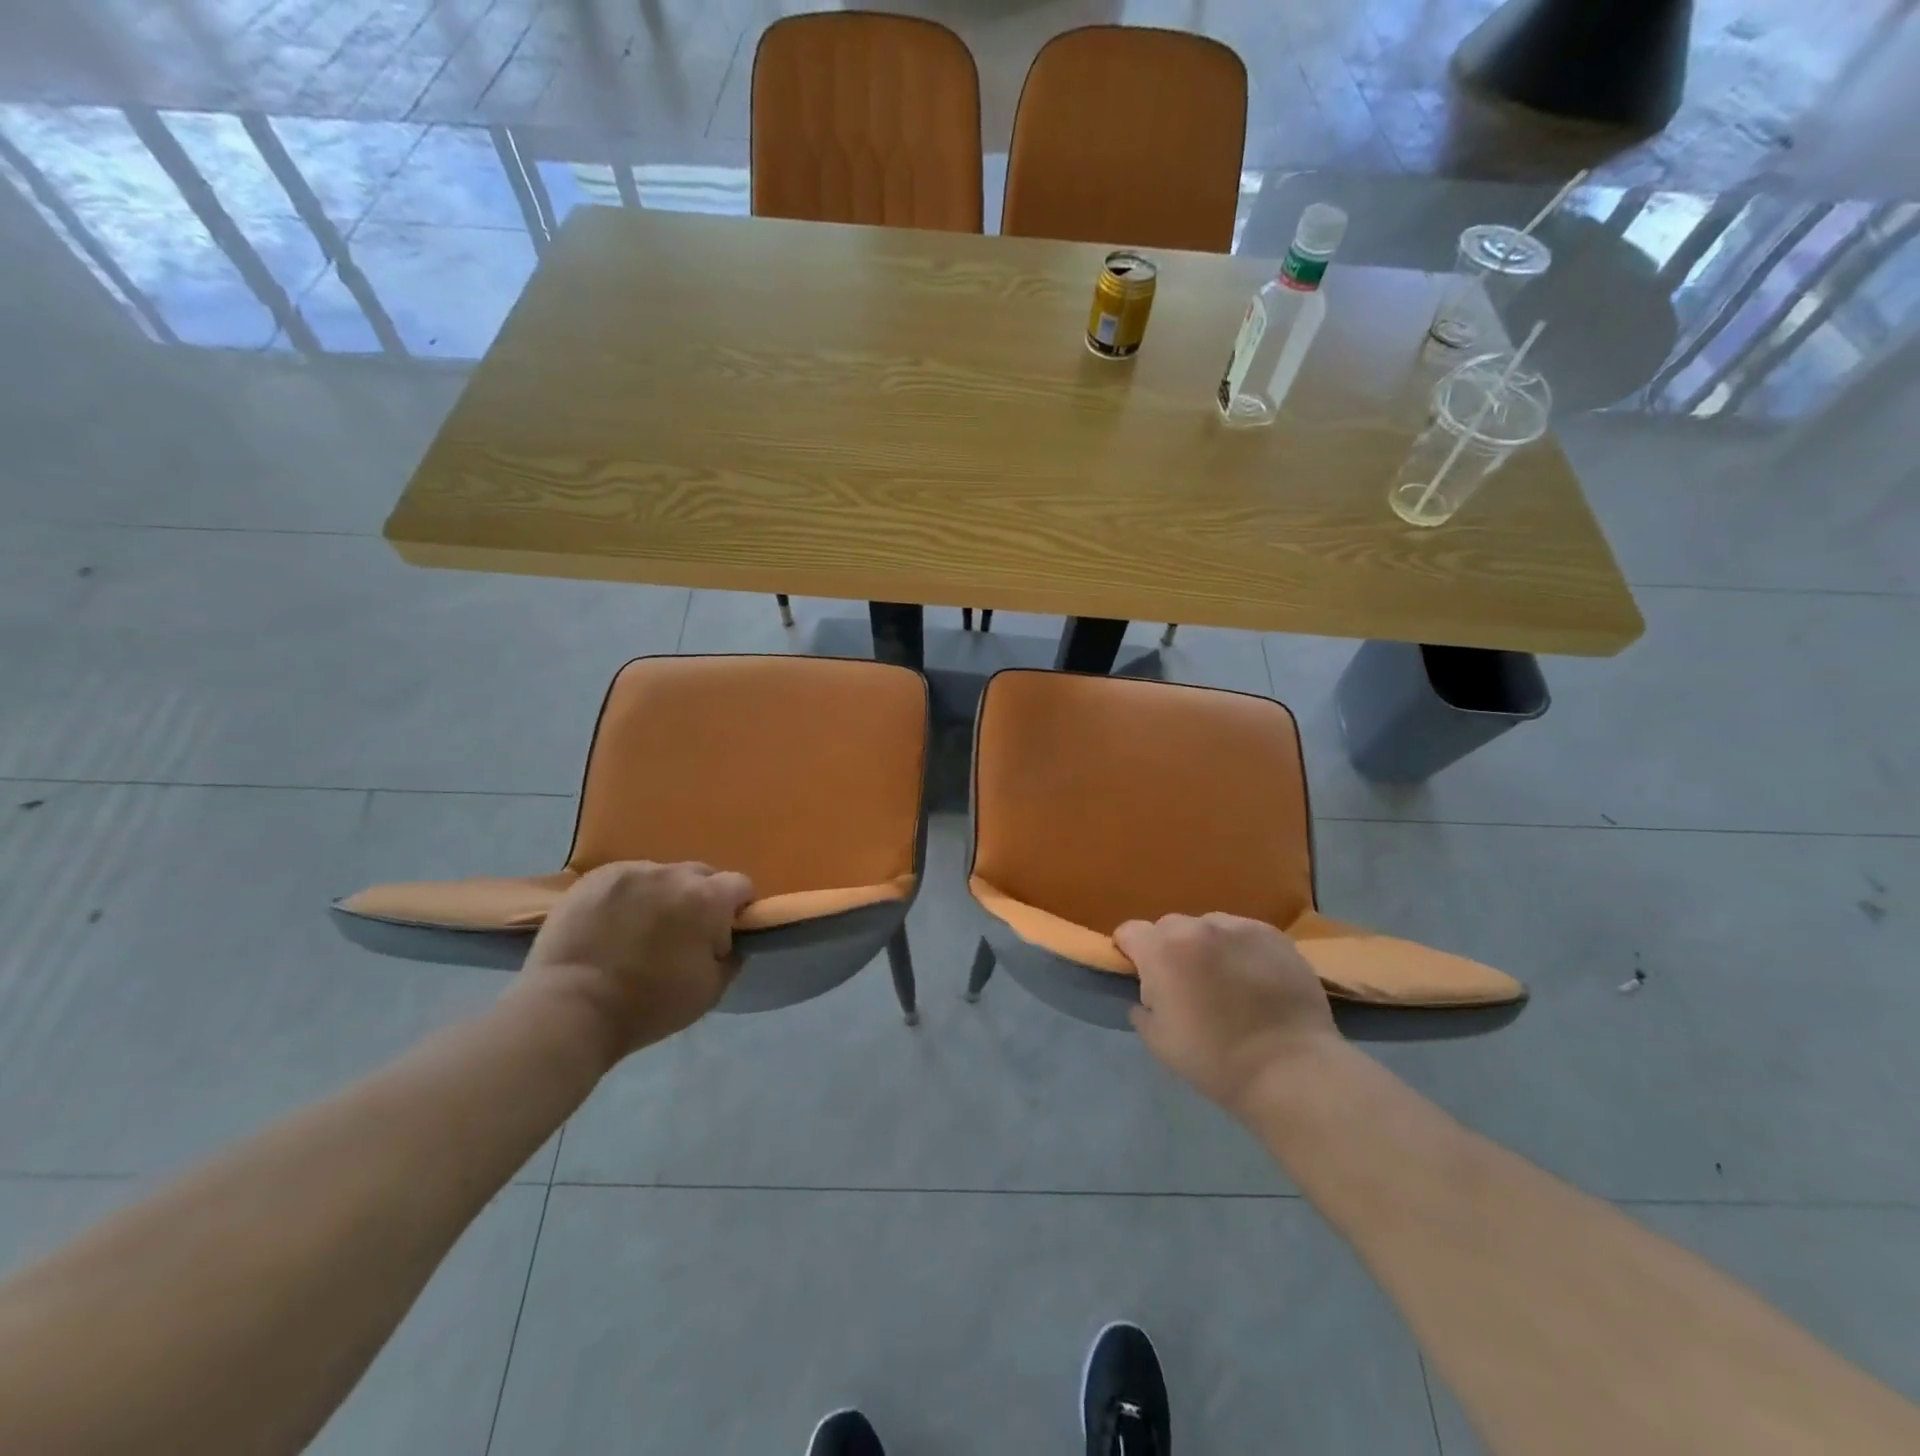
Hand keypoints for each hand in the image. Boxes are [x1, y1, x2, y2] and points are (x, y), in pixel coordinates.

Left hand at [517, 861, 755, 1061]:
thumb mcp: (711, 991)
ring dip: (662, 895)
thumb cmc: (648, 1005)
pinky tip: (612, 923)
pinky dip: (628, 896)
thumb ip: (731, 956)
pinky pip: (625, 879)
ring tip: (641, 928)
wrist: (570, 1009)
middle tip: (683, 933)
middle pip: (701, 875)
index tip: (723, 933)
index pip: (740, 885)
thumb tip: (729, 940)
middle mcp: (672, 874)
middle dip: (700, 898)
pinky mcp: (594, 878)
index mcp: (707, 899)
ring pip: (661, 875)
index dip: (737, 908)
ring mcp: (631, 871)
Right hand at [1117, 913, 1336, 1115]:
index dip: (1131, 953)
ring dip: (1207, 947)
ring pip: (1208, 927)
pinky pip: (1243, 934)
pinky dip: (1241, 950)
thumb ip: (1143, 1008)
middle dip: (1171, 950)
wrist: (1292, 1071)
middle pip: (1169, 927)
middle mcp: (1198, 927)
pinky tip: (1256, 980)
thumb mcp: (1159, 1042)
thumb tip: (1148, 997)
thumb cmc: (1216, 1060)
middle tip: (1187, 986)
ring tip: (1227, 982)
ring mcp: (1239, 927)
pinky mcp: (1274, 935)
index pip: (1129, 931)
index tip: (1143, 978)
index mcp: (1163, 950)